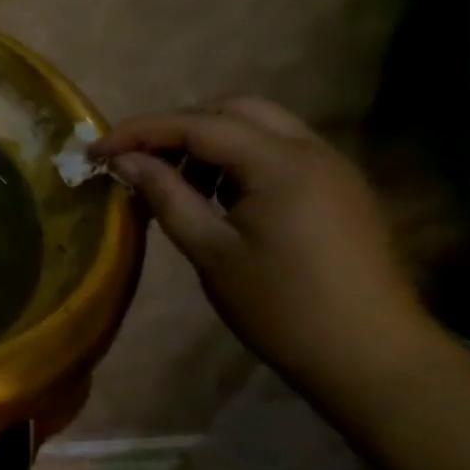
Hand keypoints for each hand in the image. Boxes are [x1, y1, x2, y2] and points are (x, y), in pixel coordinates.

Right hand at [90, 98, 433, 399]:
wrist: (373, 360)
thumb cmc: (282, 307)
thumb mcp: (211, 251)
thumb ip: (166, 195)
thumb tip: (125, 161)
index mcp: (281, 163)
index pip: (197, 125)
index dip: (140, 132)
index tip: (96, 151)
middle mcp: (312, 150)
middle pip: (234, 110)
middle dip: (179, 126)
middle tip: (139, 158)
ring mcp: (332, 168)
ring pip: (260, 127)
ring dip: (210, 141)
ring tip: (174, 180)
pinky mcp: (339, 190)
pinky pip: (279, 152)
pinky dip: (239, 159)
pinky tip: (216, 196)